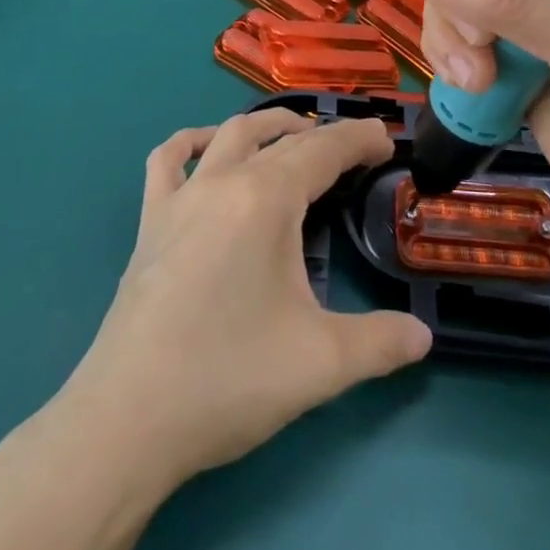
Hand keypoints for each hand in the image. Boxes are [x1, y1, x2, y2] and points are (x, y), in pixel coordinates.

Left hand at [53, 110, 431, 491]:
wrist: (125, 421)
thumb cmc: (227, 379)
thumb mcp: (322, 364)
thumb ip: (382, 343)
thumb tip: (423, 335)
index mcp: (266, 199)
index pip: (324, 151)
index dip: (360, 140)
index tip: (387, 142)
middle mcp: (222, 182)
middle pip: (281, 139)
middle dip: (324, 136)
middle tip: (355, 150)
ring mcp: (180, 199)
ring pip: (229, 135)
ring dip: (268, 128)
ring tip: (296, 137)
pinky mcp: (150, 223)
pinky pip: (168, 160)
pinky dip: (193, 143)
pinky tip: (208, 151)